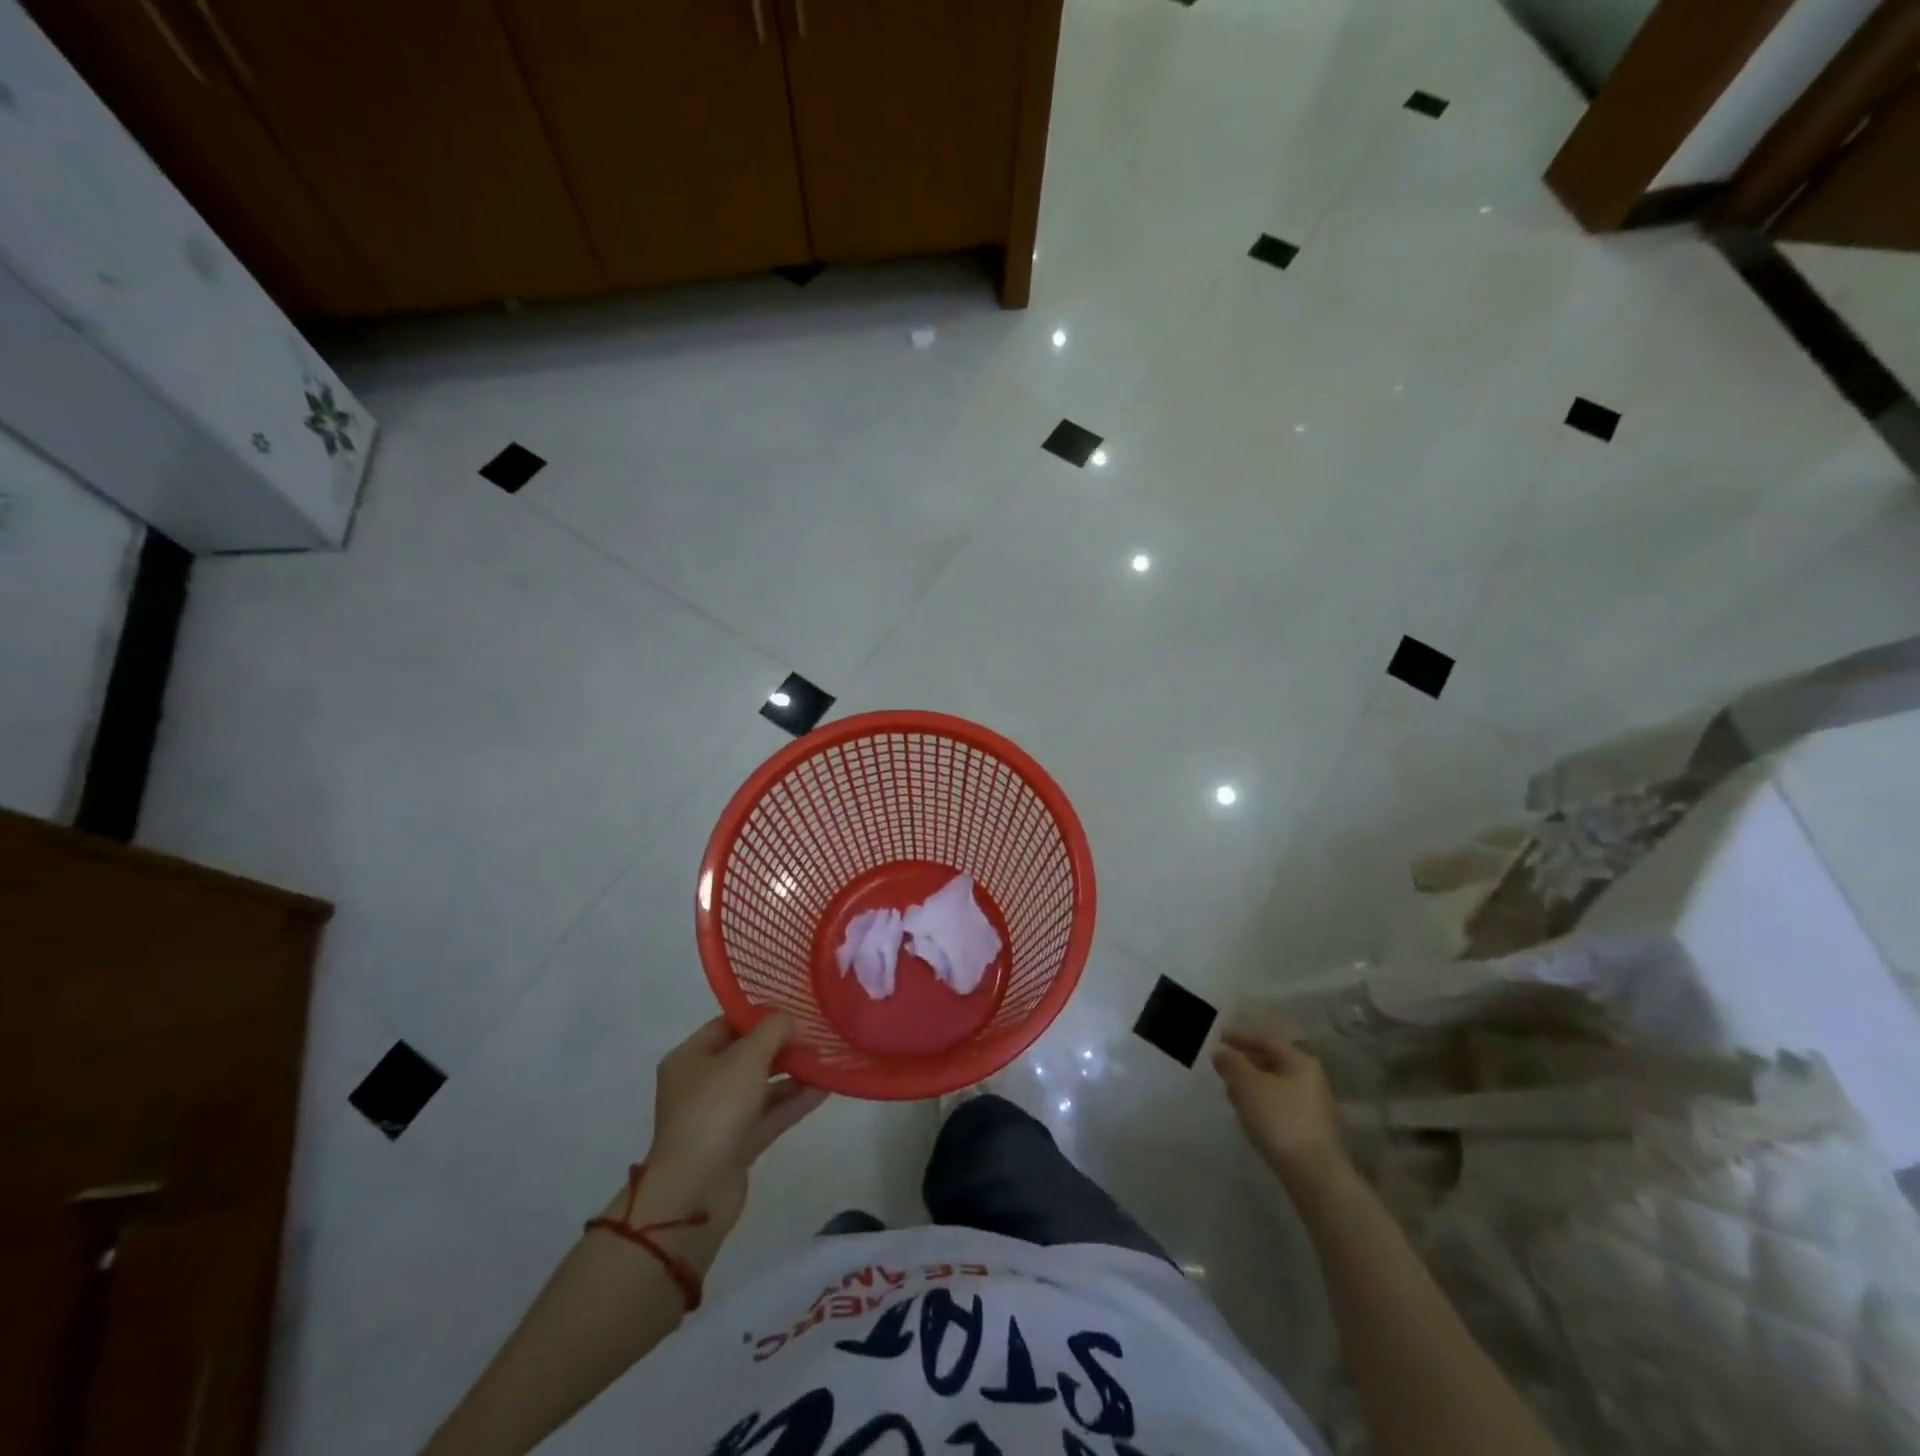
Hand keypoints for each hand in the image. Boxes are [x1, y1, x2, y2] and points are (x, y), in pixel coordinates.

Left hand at [640, 1016, 828, 1232]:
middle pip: (747, 1055)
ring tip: (828, 1059)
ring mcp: (720, 1116)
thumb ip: (774, 1030)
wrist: (695, 1191)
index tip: (796, 1009)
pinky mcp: (737, 1144)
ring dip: (793, 1074)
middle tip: (817, 1034)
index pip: (728, 1024)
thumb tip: (792, 1021)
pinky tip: (825, 1088)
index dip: (761, 1015)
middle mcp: (702, 1084)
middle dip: (782, 1045)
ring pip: (762, 1087)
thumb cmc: (714, 1109)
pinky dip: (794, 1102)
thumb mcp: (747, 1057)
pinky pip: (770, 1114)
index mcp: (691, 1057)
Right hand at [1213, 1027, 1346, 1184]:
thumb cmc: (1279, 1119)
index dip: (1240, 1036)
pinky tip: (1248, 1113)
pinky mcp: (1308, 1129)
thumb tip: (1221, 1052)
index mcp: (1299, 1061)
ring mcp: (1312, 1105)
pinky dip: (1260, 1102)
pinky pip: (1278, 1104)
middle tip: (1222, 1064)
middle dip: (1245, 1061)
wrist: (1314, 1175)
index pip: (1265, 1039)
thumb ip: (1231, 1063)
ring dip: (1251, 1083)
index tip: (1218, 1037)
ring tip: (1230, 1089)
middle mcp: (1310, 1079)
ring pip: (1274, 1084)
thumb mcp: (1247, 1085)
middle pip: (1271, 1061)